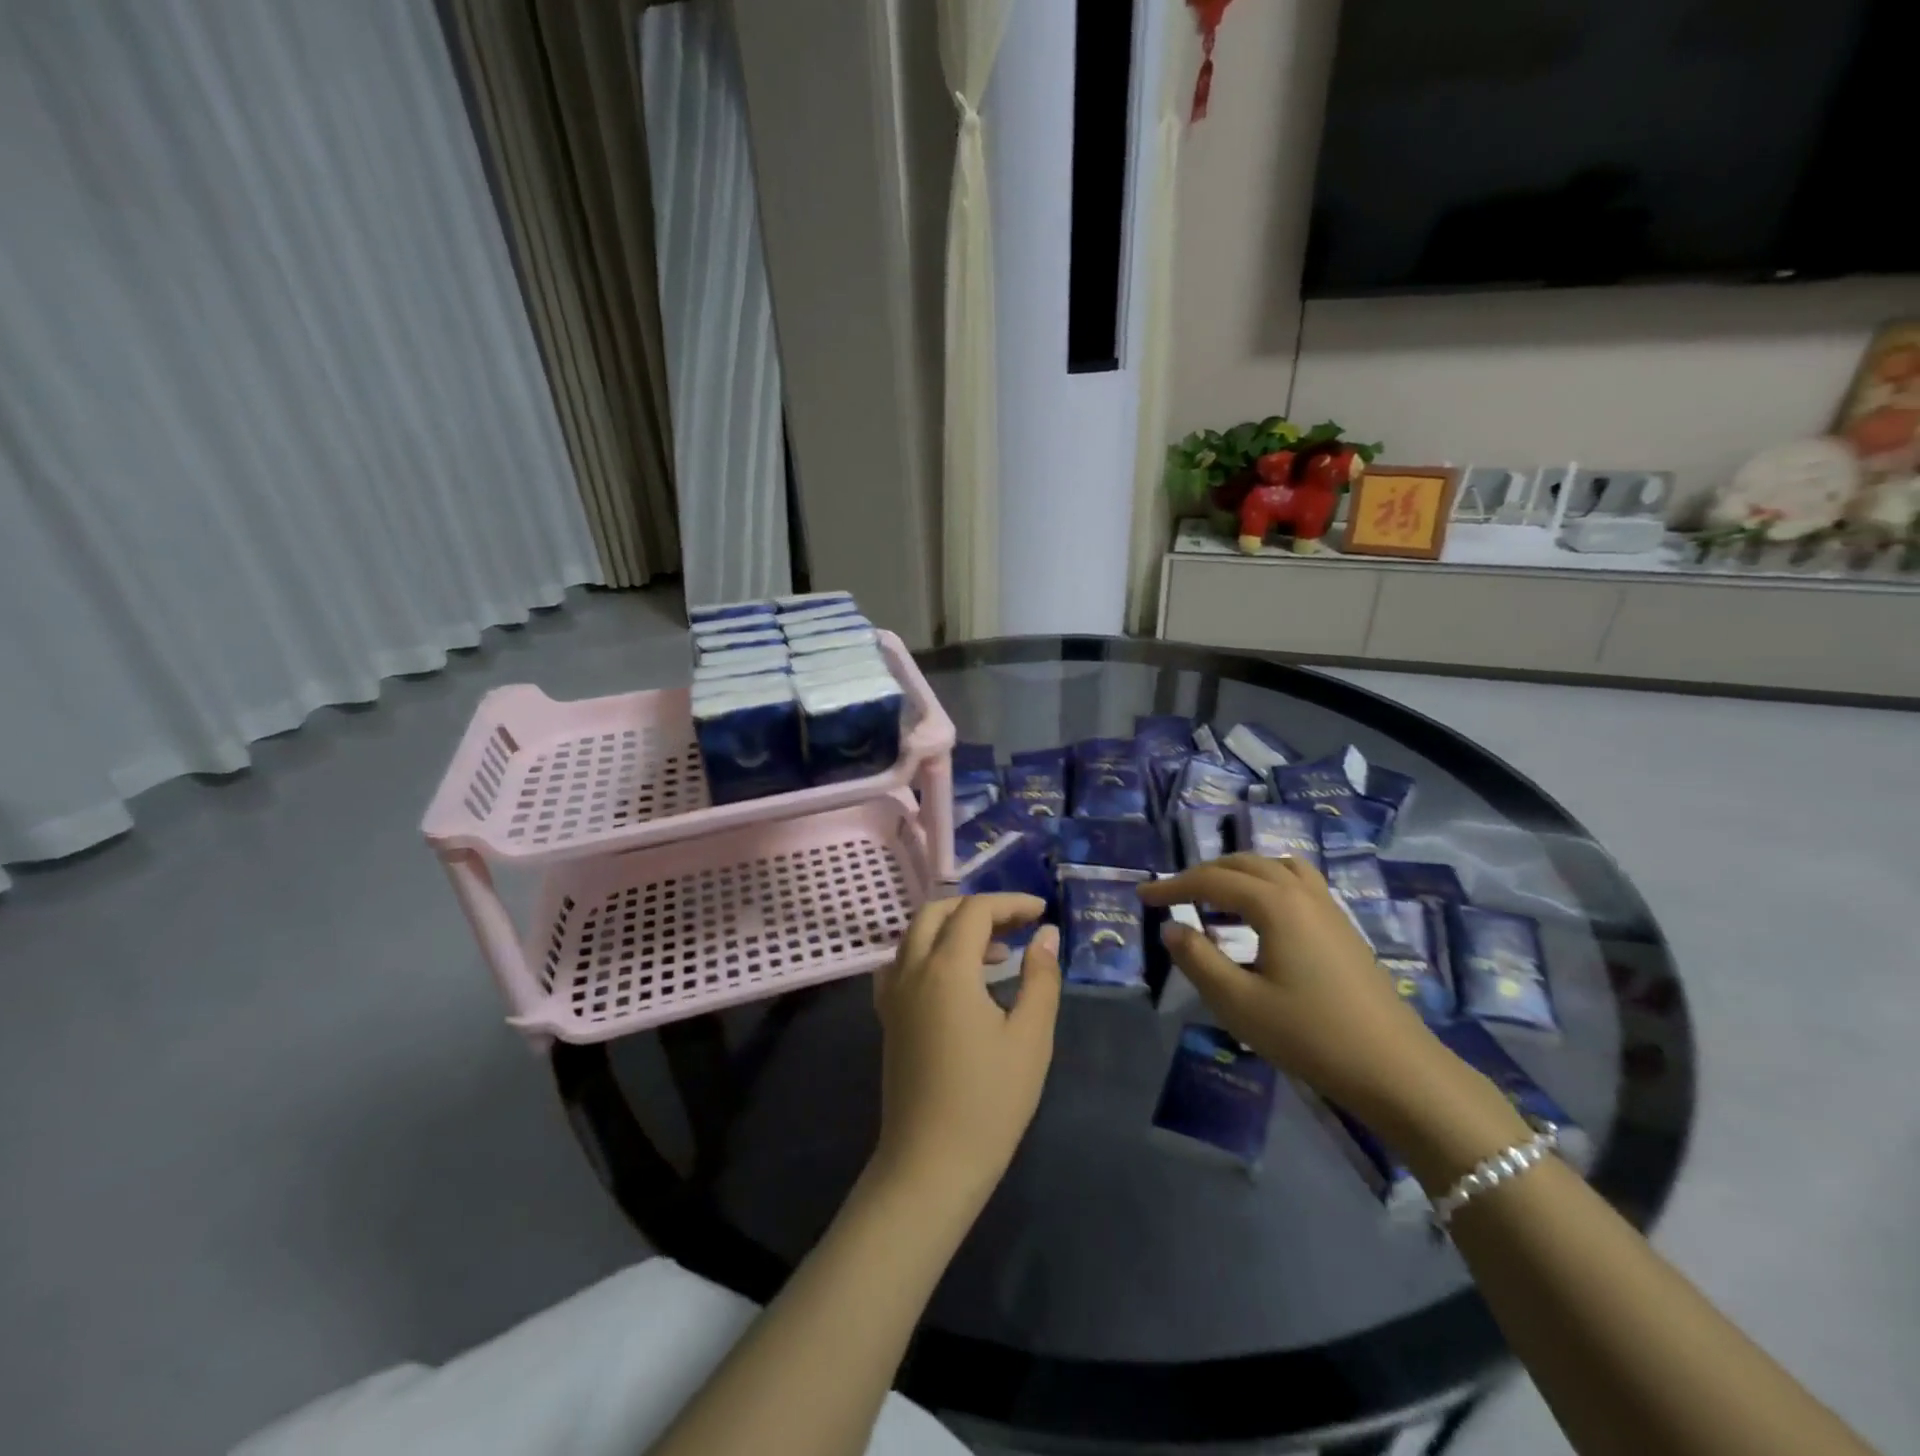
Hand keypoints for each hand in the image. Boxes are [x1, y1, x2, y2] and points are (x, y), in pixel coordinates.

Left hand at [871, 894, 1060, 1206]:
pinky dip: (930, 952)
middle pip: (937, 912)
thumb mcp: (1030, 1038)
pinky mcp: (888, 1016)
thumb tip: (1045, 934)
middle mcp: (912, 969)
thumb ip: (1040, 977)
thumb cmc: (989, 1101)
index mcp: (947, 968)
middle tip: (1017, 925)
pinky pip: (903, 962)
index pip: (975, 910)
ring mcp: (893, 993)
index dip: (1010, 903)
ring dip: (953, 928)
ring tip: (997, 953)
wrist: (931, 1163)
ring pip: (916, 934)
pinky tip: (956, 979)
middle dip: (978, 908)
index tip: (1041, 912)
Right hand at [1139, 855, 1450, 1127]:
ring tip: (1215, 895)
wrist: (1396, 1069)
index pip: (1212, 880)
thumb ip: (1198, 959)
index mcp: (1275, 904)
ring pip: (1274, 866)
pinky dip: (1267, 882)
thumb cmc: (1310, 1035)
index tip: (1142, 896)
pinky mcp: (1343, 926)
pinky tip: (1261, 914)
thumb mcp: (1239, 1003)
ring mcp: (1328, 907)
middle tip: (1172, 895)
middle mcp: (1301, 892)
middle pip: (1243, 864)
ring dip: (1238, 872)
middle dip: (1202, 874)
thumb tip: (1171, 928)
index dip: (1173, 886)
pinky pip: (1297, 882)